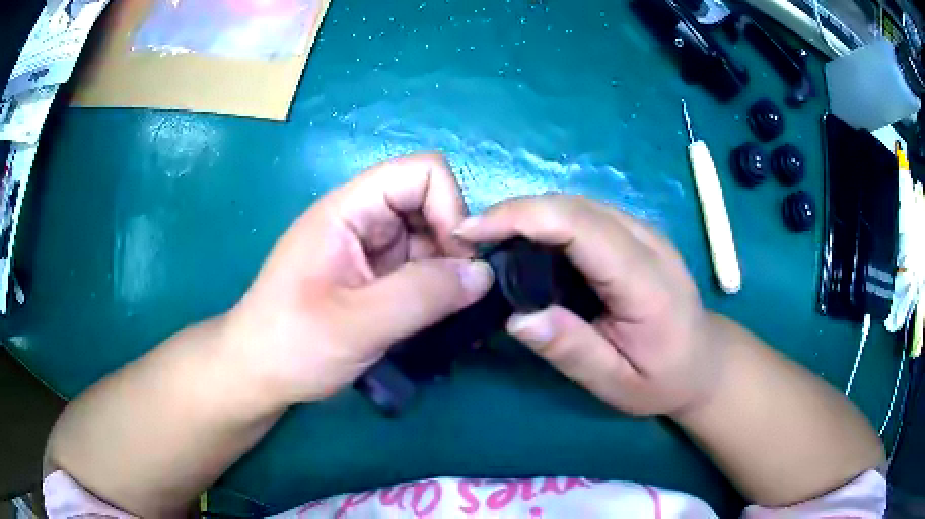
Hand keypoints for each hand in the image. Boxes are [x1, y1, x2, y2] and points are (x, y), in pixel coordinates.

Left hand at [223, 154, 493, 405]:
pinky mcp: (375, 280)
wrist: (258, 375)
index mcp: (349, 210)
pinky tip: (442, 321)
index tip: (457, 262)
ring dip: (449, 274)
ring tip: (455, 316)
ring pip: (430, 241)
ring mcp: (370, 251)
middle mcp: (363, 221)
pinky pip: (420, 271)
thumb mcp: (356, 323)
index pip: (421, 174)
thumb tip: (484, 274)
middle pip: (430, 205)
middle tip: (459, 297)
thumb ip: (422, 295)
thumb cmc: (292, 343)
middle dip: (454, 246)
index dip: (450, 208)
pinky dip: (438, 292)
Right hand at [455, 195, 721, 415]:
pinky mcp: (636, 232)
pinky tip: (528, 242)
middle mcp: (648, 242)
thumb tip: (518, 318)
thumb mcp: (618, 384)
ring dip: (529, 213)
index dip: (522, 217)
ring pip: (577, 203)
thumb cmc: (663, 378)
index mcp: (646, 282)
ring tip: (491, 240)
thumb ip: (573, 351)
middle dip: (515, 211)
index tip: (471, 232)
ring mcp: (644, 231)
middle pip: (574, 205)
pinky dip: (548, 219)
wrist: (704, 359)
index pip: (581, 227)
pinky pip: (586, 213)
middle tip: (470, 238)